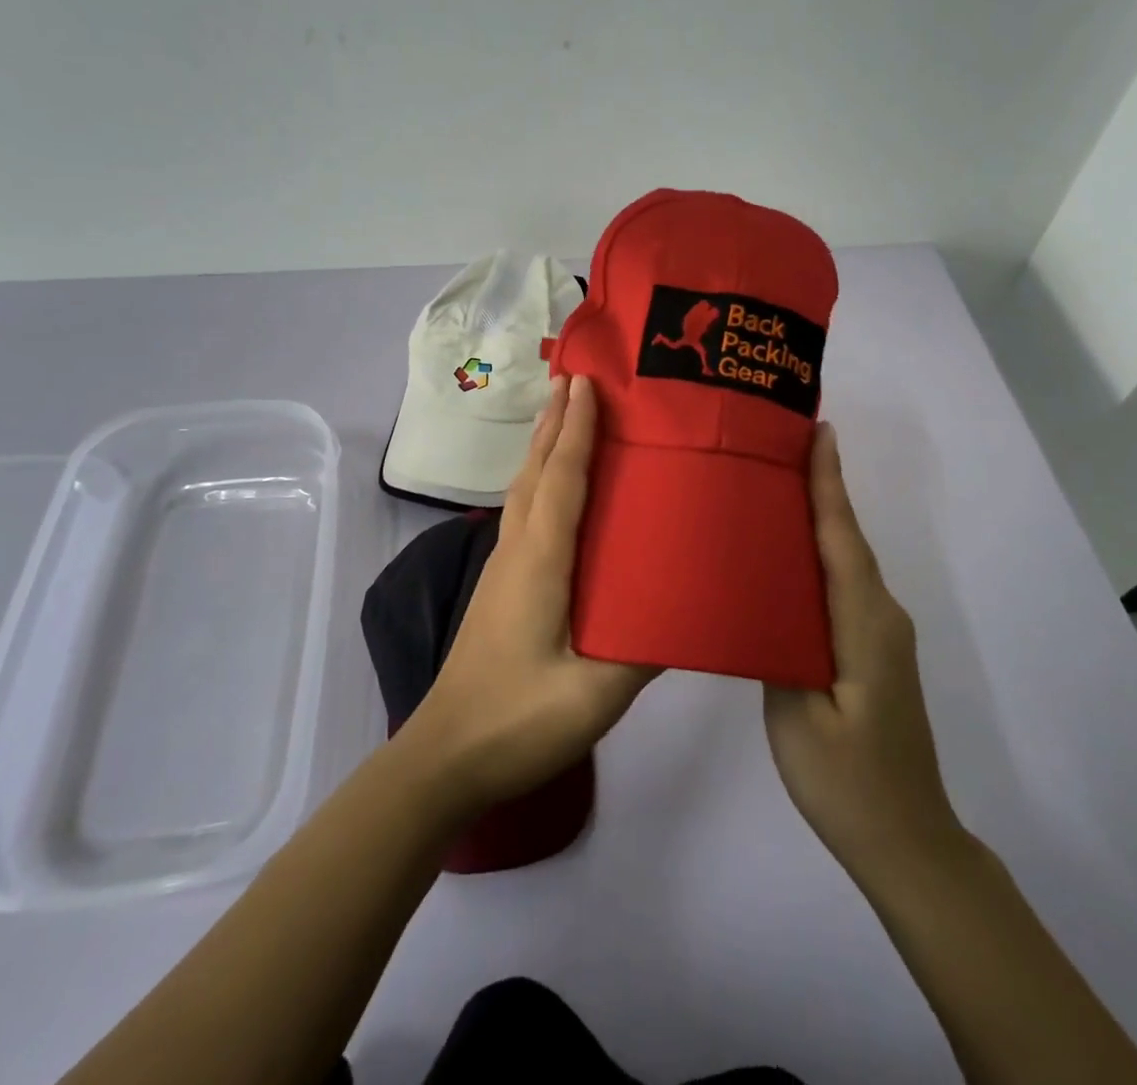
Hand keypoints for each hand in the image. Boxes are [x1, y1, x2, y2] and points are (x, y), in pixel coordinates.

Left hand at [404, 375, 656, 815]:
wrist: (446, 756)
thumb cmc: (519, 721)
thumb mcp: (594, 695)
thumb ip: (644, 649)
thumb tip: (690, 607)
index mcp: (540, 562)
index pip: (561, 480)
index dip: (576, 430)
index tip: (587, 384)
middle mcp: (516, 551)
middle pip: (535, 471)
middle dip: (555, 423)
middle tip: (577, 380)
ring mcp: (502, 568)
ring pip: (524, 489)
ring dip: (544, 447)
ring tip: (566, 416)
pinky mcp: (500, 586)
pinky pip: (522, 513)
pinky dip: (540, 480)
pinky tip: (554, 489)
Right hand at [764, 424, 964, 881]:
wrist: (907, 842)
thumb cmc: (847, 780)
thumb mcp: (797, 715)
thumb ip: (778, 645)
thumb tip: (761, 594)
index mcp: (863, 623)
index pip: (842, 537)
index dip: (829, 483)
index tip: (819, 431)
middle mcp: (881, 615)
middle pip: (846, 539)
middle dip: (819, 488)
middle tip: (777, 446)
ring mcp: (881, 633)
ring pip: (845, 561)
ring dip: (818, 519)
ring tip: (772, 486)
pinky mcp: (874, 650)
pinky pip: (843, 585)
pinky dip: (819, 556)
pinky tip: (786, 555)